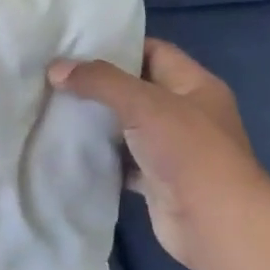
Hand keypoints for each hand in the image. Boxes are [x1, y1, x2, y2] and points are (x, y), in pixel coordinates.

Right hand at [49, 39, 269, 269]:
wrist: (215, 224)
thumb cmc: (188, 151)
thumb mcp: (144, 104)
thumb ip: (100, 82)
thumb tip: (56, 69)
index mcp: (195, 85)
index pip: (154, 52)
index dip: (119, 46)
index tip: (77, 47)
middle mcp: (186, 113)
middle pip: (137, 90)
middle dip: (99, 85)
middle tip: (56, 77)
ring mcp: (172, 149)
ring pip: (127, 128)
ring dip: (97, 123)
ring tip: (53, 109)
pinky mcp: (157, 180)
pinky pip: (122, 162)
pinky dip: (100, 157)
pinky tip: (69, 150)